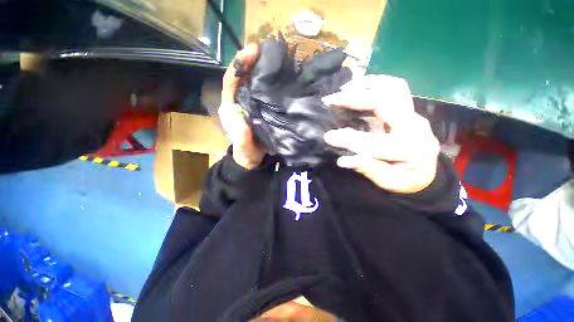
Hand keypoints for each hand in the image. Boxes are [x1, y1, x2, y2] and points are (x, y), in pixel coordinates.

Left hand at [219, 44, 264, 169]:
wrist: (253, 158)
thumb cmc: (246, 152)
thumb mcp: (243, 148)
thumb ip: (242, 138)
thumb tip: (244, 123)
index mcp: (232, 107)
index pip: (231, 82)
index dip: (239, 65)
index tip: (253, 51)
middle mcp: (240, 101)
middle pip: (242, 77)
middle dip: (251, 61)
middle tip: (267, 49)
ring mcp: (251, 104)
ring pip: (253, 82)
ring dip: (261, 69)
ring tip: (276, 58)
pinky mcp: (261, 108)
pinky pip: (264, 92)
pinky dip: (270, 83)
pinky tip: (281, 78)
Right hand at [323, 75, 439, 193]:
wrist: (424, 171)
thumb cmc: (406, 179)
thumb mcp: (388, 182)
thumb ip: (369, 170)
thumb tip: (343, 160)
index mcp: (411, 149)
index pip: (374, 142)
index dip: (349, 140)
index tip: (328, 137)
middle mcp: (415, 126)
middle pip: (386, 102)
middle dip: (355, 100)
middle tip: (332, 100)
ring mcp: (413, 114)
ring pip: (394, 88)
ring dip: (366, 84)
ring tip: (345, 88)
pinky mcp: (408, 110)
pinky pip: (394, 89)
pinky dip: (375, 84)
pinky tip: (359, 87)